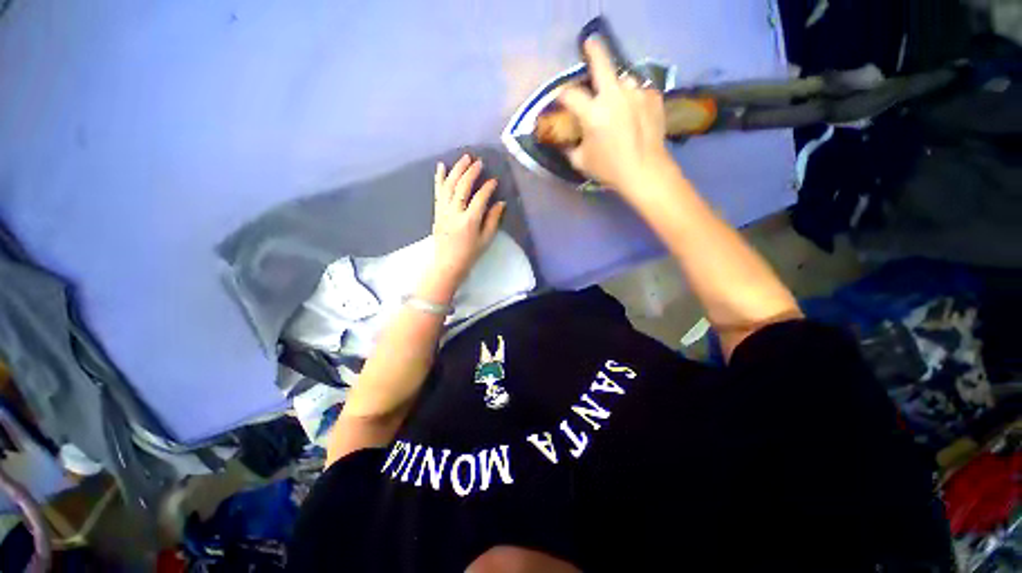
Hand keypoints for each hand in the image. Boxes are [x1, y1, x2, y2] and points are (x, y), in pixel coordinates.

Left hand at [429, 154, 505, 285]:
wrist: (447, 264)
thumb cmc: (470, 254)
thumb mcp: (486, 240)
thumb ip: (493, 220)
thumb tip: (500, 203)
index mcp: (469, 221)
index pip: (480, 198)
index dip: (488, 188)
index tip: (494, 181)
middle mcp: (455, 212)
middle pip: (462, 187)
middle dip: (471, 172)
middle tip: (479, 162)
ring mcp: (443, 211)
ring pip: (449, 185)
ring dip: (457, 169)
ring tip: (464, 158)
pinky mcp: (437, 211)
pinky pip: (437, 192)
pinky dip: (439, 178)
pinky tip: (441, 166)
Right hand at [558, 39, 674, 195]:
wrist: (645, 172)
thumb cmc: (609, 169)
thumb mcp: (581, 162)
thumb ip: (569, 146)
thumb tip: (562, 139)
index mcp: (593, 114)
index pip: (570, 95)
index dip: (562, 95)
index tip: (561, 99)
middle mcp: (614, 97)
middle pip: (601, 64)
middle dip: (593, 51)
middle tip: (590, 45)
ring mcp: (636, 94)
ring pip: (623, 79)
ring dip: (617, 87)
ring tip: (617, 102)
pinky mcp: (653, 98)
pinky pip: (639, 91)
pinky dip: (633, 98)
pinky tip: (633, 112)